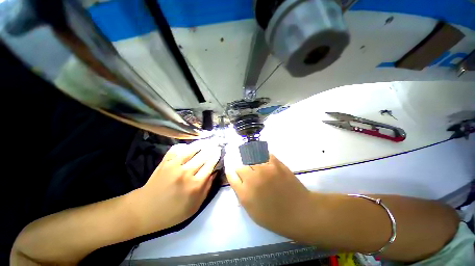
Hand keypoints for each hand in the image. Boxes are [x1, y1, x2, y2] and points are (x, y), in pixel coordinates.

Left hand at [133, 142, 221, 232]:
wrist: (145, 210)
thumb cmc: (173, 212)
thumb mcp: (195, 206)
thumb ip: (207, 188)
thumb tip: (214, 173)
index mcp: (195, 184)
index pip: (210, 165)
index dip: (216, 156)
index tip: (219, 151)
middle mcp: (186, 172)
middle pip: (203, 155)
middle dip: (211, 148)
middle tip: (215, 144)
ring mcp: (174, 166)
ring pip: (191, 150)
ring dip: (200, 144)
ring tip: (205, 142)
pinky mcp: (164, 162)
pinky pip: (176, 149)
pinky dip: (183, 146)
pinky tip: (187, 146)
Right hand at [225, 154, 313, 241]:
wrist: (300, 212)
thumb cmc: (276, 218)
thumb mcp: (253, 213)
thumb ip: (242, 195)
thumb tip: (238, 182)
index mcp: (245, 193)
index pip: (231, 177)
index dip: (232, 173)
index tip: (234, 173)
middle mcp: (252, 179)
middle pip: (240, 167)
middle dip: (242, 170)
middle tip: (248, 172)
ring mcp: (264, 169)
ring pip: (251, 160)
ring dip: (251, 163)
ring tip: (256, 165)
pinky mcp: (275, 163)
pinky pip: (264, 155)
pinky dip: (262, 156)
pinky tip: (263, 158)